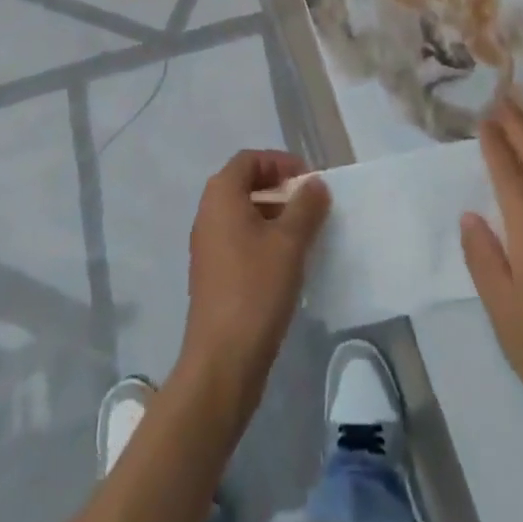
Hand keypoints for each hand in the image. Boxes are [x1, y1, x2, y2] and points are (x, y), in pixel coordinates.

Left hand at [180, 150, 329, 399]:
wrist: (222, 362)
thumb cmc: (256, 289)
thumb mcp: (289, 242)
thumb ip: (306, 207)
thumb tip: (315, 185)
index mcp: (221, 196)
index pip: (250, 159)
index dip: (280, 163)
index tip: (309, 181)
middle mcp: (208, 213)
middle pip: (245, 184)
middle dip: (279, 189)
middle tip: (310, 205)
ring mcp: (207, 246)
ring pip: (243, 214)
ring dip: (274, 215)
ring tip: (305, 234)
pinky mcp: (212, 274)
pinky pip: (239, 240)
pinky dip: (263, 239)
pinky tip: (288, 263)